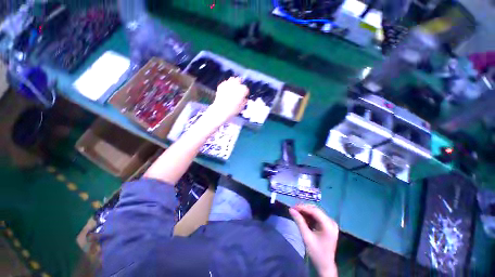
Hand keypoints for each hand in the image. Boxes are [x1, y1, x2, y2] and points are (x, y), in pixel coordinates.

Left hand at [206, 77, 248, 124]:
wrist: (221, 110)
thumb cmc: (232, 110)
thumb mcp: (242, 107)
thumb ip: (244, 101)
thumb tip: (244, 99)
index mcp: (242, 90)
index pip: (246, 89)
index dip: (245, 93)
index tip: (244, 96)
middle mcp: (236, 85)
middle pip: (239, 80)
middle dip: (240, 85)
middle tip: (239, 90)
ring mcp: (228, 84)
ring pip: (232, 79)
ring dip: (233, 83)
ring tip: (233, 88)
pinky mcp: (221, 85)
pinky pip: (225, 82)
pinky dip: (226, 85)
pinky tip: (226, 90)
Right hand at [289, 204, 338, 276]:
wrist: (325, 265)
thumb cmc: (316, 252)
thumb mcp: (306, 237)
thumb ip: (299, 221)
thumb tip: (291, 209)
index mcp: (328, 225)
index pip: (314, 211)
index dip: (303, 207)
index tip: (293, 207)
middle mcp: (331, 222)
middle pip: (315, 210)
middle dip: (304, 209)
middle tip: (293, 209)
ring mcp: (330, 223)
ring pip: (316, 212)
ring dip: (306, 212)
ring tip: (296, 213)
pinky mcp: (328, 225)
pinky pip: (317, 216)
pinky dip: (309, 216)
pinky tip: (303, 218)